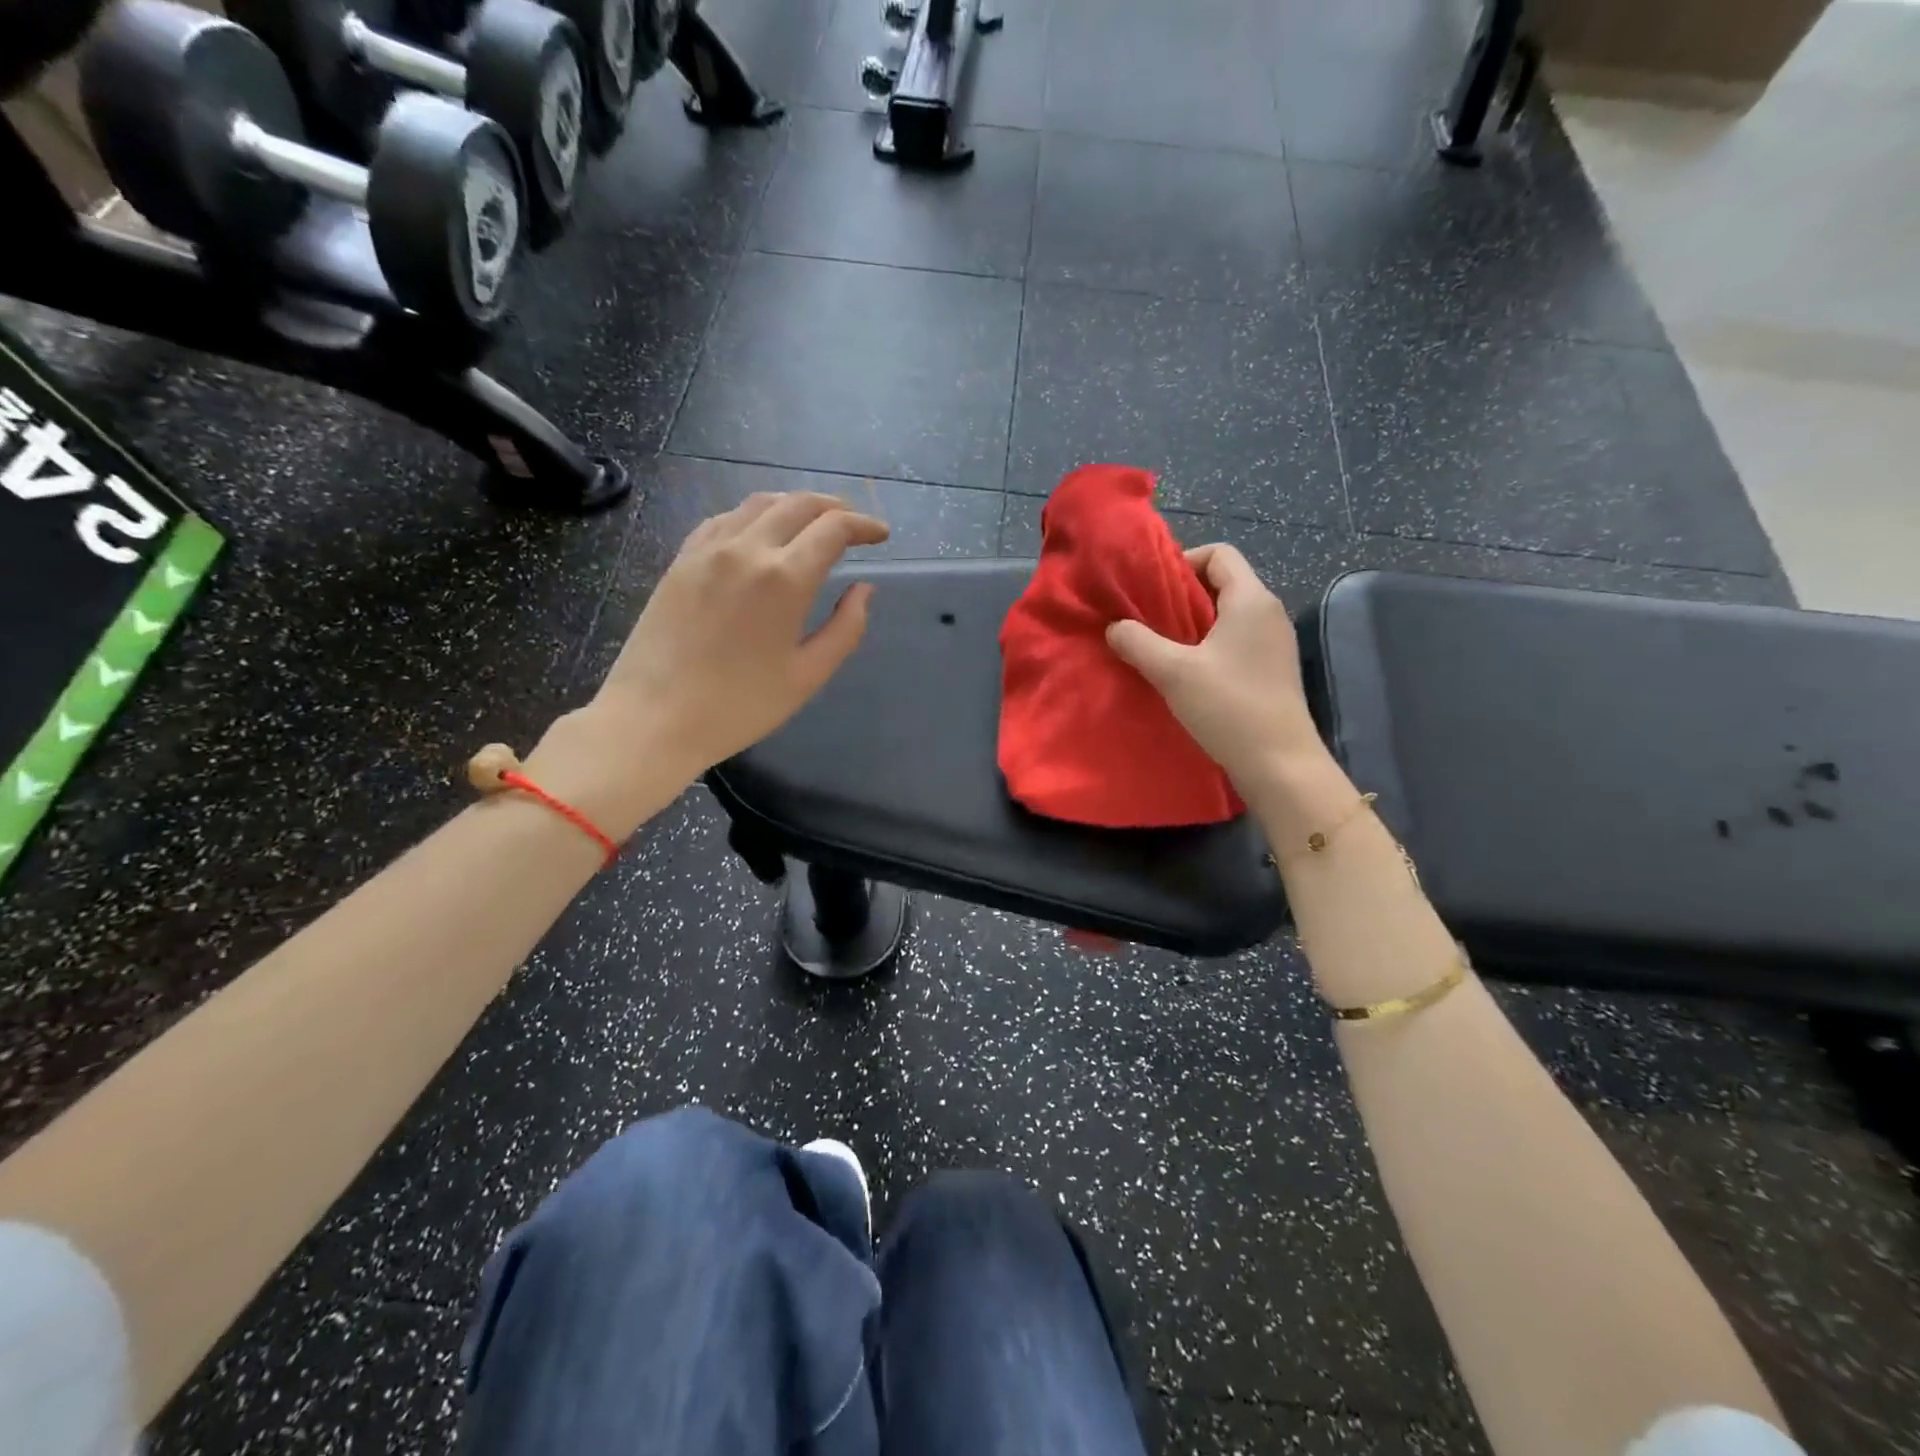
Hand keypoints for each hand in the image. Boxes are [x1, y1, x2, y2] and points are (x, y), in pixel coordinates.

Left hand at [537, 493, 888, 829]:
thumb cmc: (739, 706)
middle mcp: (747, 549)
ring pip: (759, 503)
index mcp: (784, 578)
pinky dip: (754, 516)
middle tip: (854, 524)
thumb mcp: (807, 676)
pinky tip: (760, 534)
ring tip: (813, 523)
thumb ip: (846, 628)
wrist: (653, 719)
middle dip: (834, 508)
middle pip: (798, 504)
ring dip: (795, 505)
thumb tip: (864, 590)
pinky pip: (724, 519)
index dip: (864, 526)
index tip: (881, 535)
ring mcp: (708, 550)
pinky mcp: (681, 560)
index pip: (834, 528)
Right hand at [1105, 543, 1325, 790]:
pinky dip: (1209, 644)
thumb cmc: (1228, 707)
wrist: (1279, 762)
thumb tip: (1115, 627)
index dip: (1184, 561)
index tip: (1153, 588)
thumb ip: (1138, 642)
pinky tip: (1186, 672)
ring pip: (1228, 614)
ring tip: (1161, 645)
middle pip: (1223, 582)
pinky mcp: (1272, 668)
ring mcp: (1274, 642)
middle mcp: (1268, 612)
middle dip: (1183, 594)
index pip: (1220, 554)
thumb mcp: (1173, 672)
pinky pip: (1237, 639)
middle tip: (1148, 617)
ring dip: (1194, 622)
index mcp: (1251, 599)